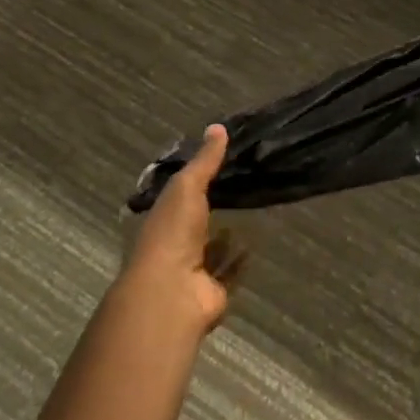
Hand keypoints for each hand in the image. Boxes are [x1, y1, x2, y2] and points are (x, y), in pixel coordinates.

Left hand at [119, 125, 247, 335]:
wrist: (173, 292)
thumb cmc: (173, 233)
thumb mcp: (187, 187)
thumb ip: (204, 161)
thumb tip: (218, 127)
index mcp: (163, 215)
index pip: (180, 191)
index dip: (198, 176)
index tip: (224, 159)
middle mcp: (175, 241)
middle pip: (197, 218)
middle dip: (214, 205)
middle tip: (245, 182)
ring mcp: (193, 267)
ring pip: (212, 246)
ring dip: (226, 233)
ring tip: (253, 210)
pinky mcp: (213, 288)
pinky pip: (229, 269)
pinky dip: (240, 259)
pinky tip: (257, 241)